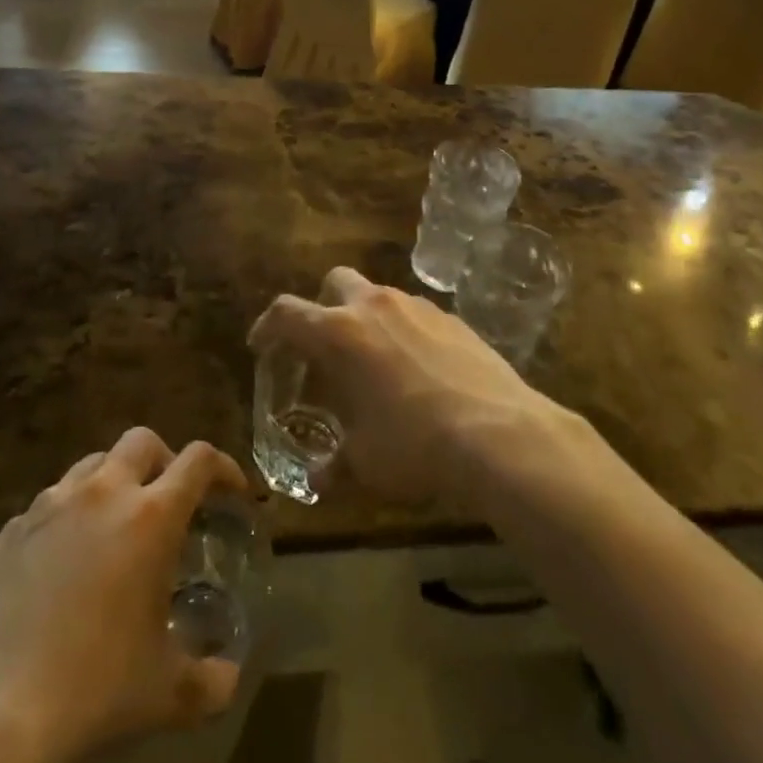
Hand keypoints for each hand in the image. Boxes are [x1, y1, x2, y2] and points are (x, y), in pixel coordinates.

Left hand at [0, 429, 250, 762]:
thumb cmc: (93, 689)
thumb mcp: (167, 693)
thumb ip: (212, 681)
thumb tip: (228, 676)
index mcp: (151, 516)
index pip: (199, 460)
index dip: (224, 469)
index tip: (233, 493)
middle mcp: (103, 493)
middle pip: (143, 441)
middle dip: (166, 461)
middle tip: (172, 503)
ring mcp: (51, 504)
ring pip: (94, 463)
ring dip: (116, 481)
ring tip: (118, 527)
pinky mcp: (13, 528)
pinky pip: (53, 500)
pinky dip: (73, 513)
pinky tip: (67, 561)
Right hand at [248, 267, 562, 504]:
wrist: (501, 435)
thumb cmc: (414, 446)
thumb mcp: (365, 464)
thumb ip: (334, 466)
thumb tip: (318, 481)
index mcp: (339, 334)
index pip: (286, 313)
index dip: (267, 327)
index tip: (262, 345)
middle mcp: (374, 307)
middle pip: (335, 282)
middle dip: (323, 306)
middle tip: (325, 346)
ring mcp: (418, 308)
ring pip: (380, 296)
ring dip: (368, 319)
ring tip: (376, 363)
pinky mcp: (455, 319)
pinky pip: (417, 315)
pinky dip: (407, 333)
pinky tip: (420, 372)